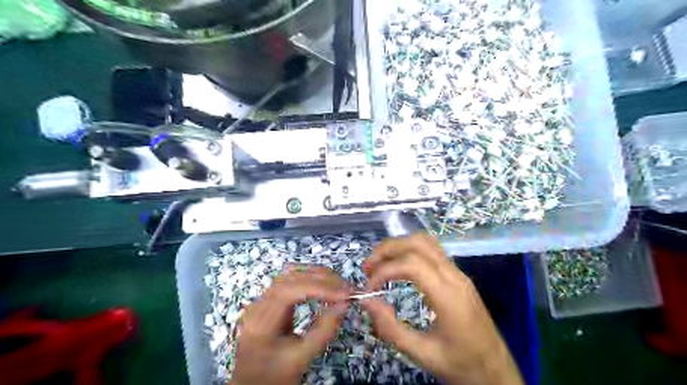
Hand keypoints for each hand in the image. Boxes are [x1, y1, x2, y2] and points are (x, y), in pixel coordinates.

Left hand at [230, 266, 350, 382]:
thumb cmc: (274, 377)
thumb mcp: (301, 359)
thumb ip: (323, 331)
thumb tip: (344, 304)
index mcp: (261, 322)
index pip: (289, 291)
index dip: (319, 288)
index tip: (343, 294)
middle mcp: (257, 305)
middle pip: (290, 277)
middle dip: (321, 279)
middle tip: (346, 288)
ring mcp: (261, 300)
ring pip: (290, 274)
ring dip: (316, 275)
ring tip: (338, 284)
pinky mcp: (269, 300)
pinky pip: (289, 280)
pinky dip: (309, 278)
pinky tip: (323, 283)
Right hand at [362, 234, 523, 384]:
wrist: (497, 370)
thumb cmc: (461, 364)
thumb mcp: (423, 354)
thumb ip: (391, 328)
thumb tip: (366, 301)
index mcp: (448, 296)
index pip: (411, 264)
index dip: (385, 270)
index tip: (368, 287)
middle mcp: (455, 276)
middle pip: (418, 243)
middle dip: (388, 249)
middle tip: (367, 267)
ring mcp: (459, 273)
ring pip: (426, 242)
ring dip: (399, 246)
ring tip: (379, 263)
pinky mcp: (458, 276)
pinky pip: (432, 251)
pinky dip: (409, 251)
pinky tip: (398, 266)